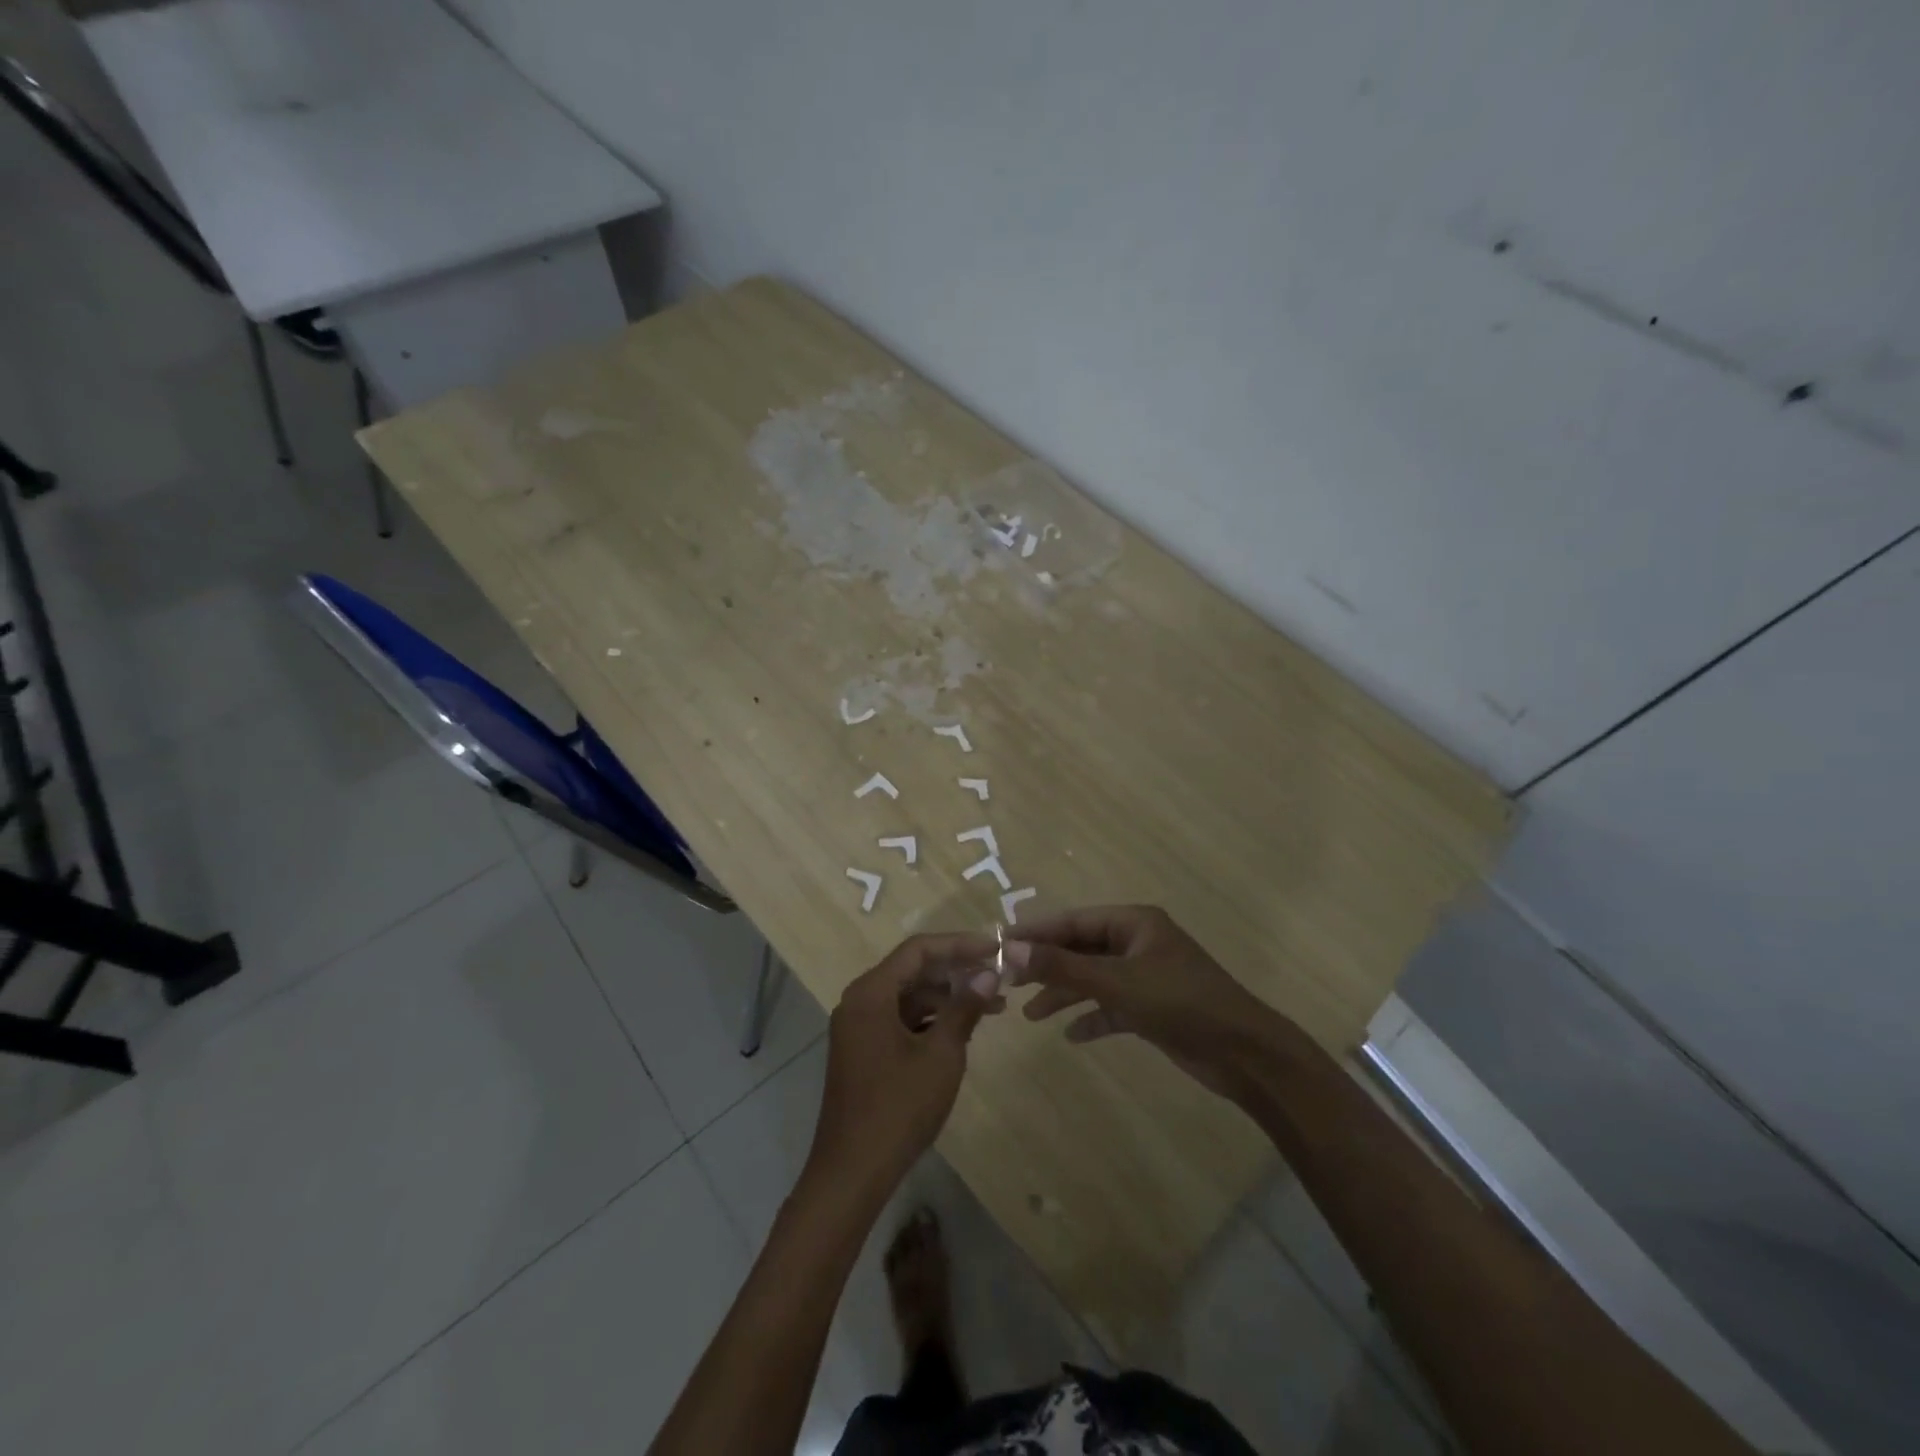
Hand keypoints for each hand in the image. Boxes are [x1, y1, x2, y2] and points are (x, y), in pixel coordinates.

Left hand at [805, 932, 1001, 1204]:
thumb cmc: (898, 1108)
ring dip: (948, 997)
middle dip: (957, 971)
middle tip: (999, 975)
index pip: (919, 950)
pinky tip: (963, 1030)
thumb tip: (988, 973)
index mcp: (870, 993)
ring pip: (909, 996)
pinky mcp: (864, 1051)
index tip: (996, 948)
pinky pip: (901, 1020)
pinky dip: (931, 1020)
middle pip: (913, 970)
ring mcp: (859, 1028)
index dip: (960, 944)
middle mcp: (859, 1001)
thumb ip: (965, 1008)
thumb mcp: (941, 1055)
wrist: (852, 1173)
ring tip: (993, 1006)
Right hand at [1005, 905, 1279, 1094]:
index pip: (1074, 921)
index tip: (1001, 944)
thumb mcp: (1117, 982)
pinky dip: (1092, 1017)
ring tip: (1030, 1014)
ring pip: (1094, 978)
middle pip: (1081, 949)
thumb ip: (1064, 966)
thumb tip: (1013, 949)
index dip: (1037, 932)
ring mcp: (1145, 976)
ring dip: (1065, 994)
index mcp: (1134, 923)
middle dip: (1047, 966)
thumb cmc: (1180, 1003)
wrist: (1243, 1052)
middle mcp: (1137, 943)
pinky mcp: (1152, 1008)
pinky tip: (1071, 1035)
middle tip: (1008, 982)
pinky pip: (1112, 1007)